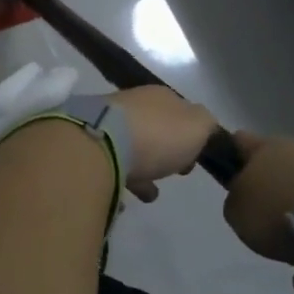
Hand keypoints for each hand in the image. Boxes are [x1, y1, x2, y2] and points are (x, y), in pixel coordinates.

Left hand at [106, 87, 219, 202]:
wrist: (101, 143)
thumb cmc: (157, 135)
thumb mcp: (198, 126)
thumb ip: (207, 126)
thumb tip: (203, 127)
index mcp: (160, 96)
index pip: (180, 113)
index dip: (190, 136)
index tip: (193, 159)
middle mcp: (132, 104)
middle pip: (154, 130)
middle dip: (163, 152)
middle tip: (171, 174)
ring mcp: (107, 123)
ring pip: (130, 148)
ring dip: (141, 169)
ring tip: (149, 194)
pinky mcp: (87, 145)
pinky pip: (109, 164)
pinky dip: (118, 178)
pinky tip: (123, 197)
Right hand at [222, 131, 293, 261]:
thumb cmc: (279, 213)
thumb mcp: (238, 213)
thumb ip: (238, 200)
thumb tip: (247, 198)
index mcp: (264, 148)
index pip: (241, 141)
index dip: (235, 156)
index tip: (234, 175)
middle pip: (283, 160)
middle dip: (280, 183)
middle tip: (277, 217)